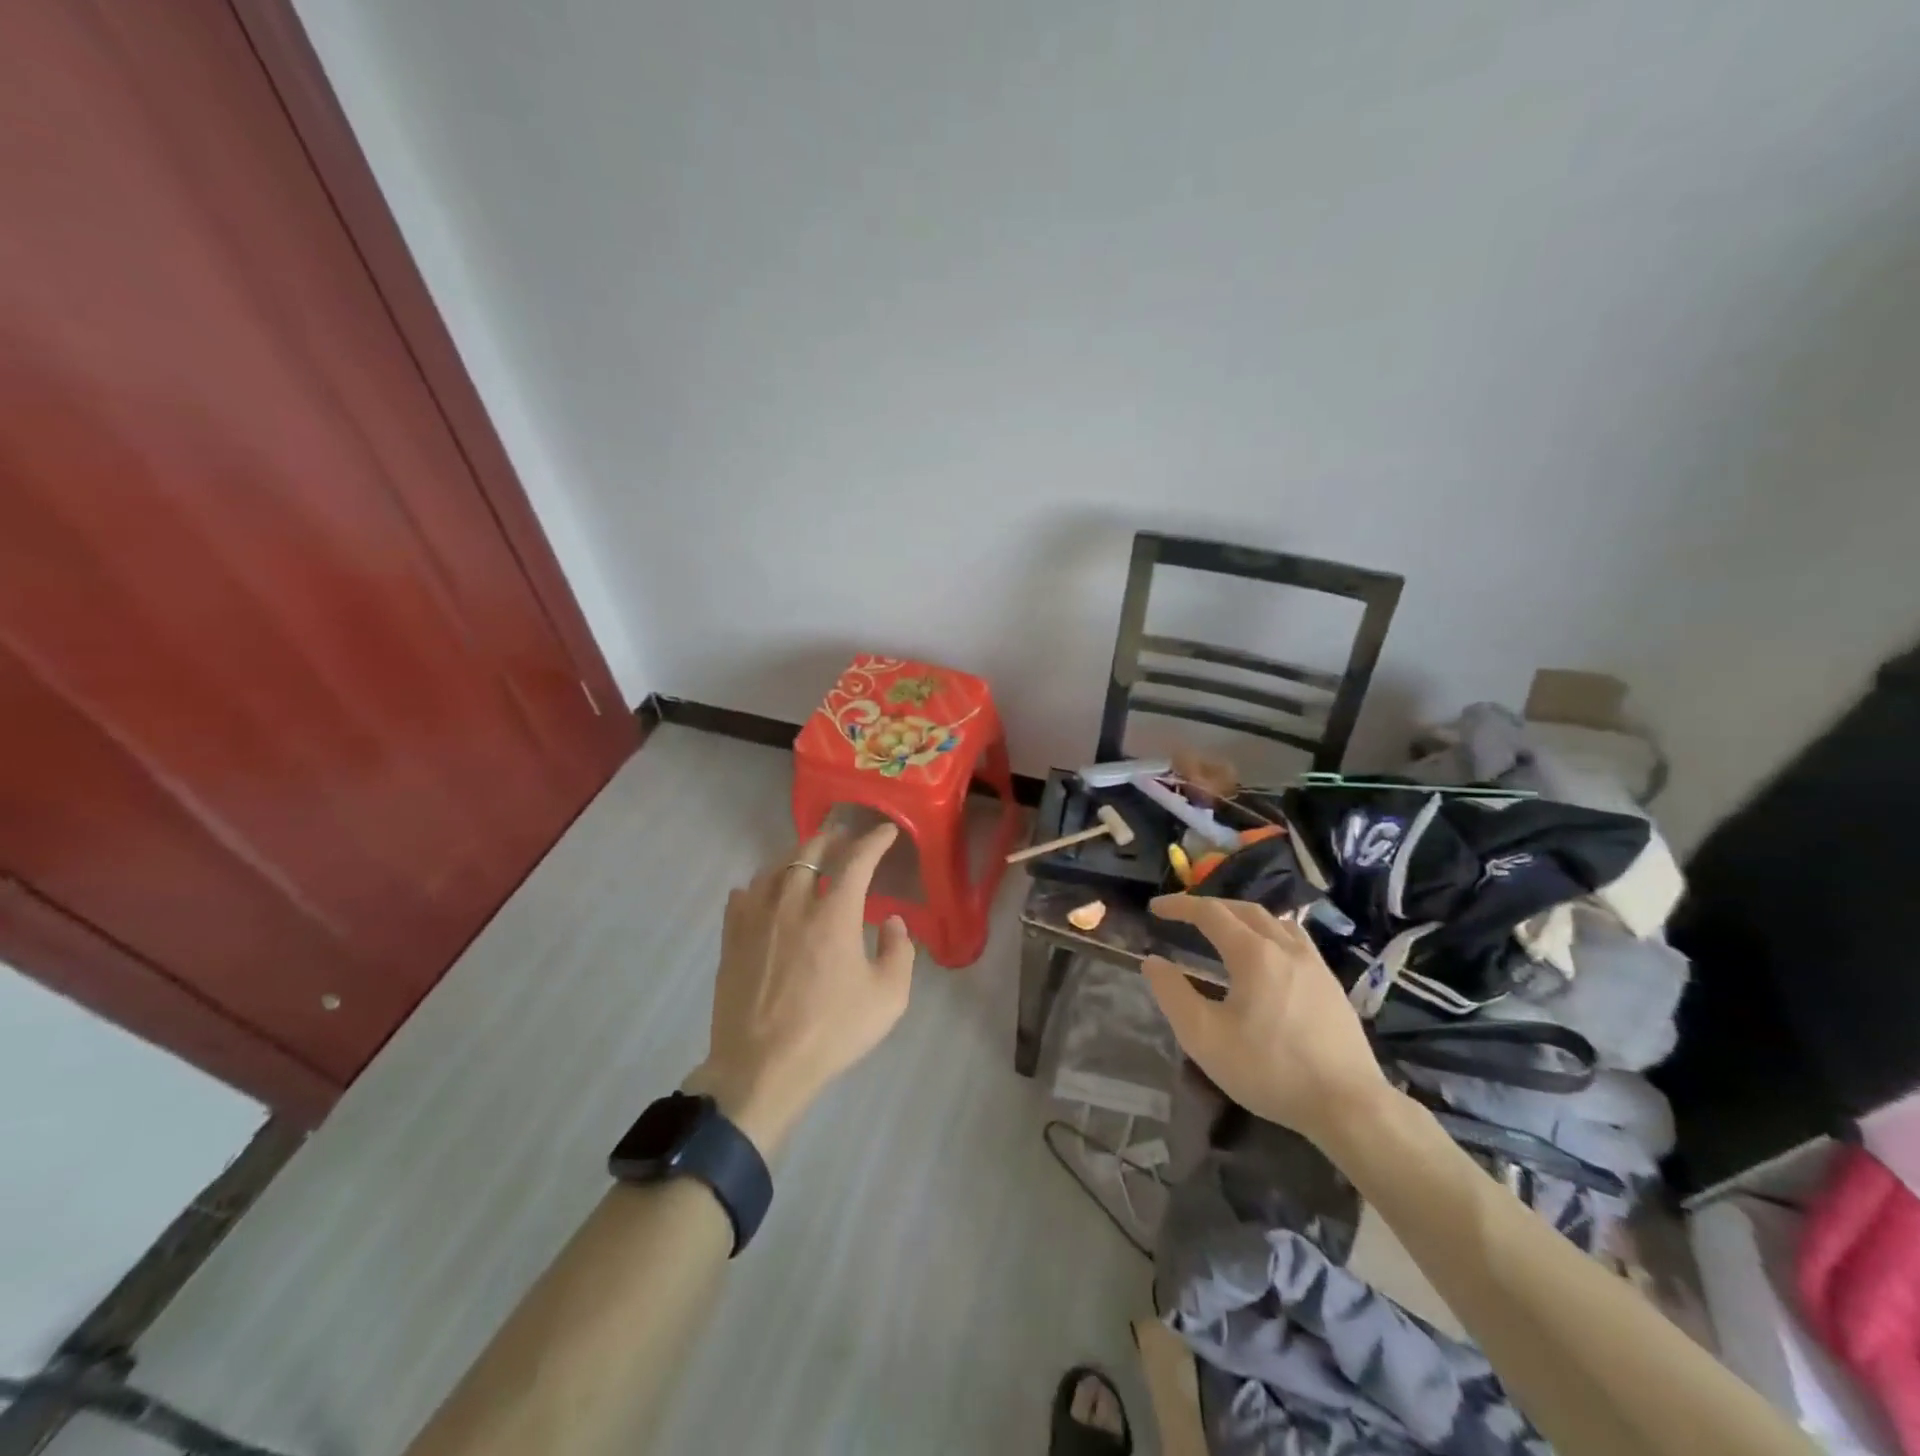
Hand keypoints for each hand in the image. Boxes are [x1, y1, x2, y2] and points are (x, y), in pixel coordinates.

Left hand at [686, 823, 915, 1155]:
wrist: (762, 1068)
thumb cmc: (831, 1032)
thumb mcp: (888, 998)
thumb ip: (900, 952)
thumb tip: (893, 921)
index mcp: (834, 915)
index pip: (858, 860)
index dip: (875, 841)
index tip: (886, 832)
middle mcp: (793, 904)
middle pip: (810, 853)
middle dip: (832, 838)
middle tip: (844, 835)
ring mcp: (757, 919)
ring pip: (775, 869)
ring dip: (795, 857)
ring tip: (806, 859)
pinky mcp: (732, 939)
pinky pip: (742, 896)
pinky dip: (758, 886)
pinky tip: (761, 892)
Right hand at [1141, 895, 1388, 1147]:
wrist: (1349, 1105)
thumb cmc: (1270, 1070)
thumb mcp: (1205, 1038)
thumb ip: (1173, 995)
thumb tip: (1153, 962)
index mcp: (1253, 953)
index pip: (1210, 913)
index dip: (1179, 906)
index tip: (1155, 909)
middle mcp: (1286, 947)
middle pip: (1244, 909)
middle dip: (1210, 906)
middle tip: (1185, 915)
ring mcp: (1315, 965)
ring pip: (1275, 921)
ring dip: (1243, 916)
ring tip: (1226, 929)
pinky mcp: (1332, 985)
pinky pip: (1296, 940)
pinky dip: (1271, 933)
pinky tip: (1269, 957)